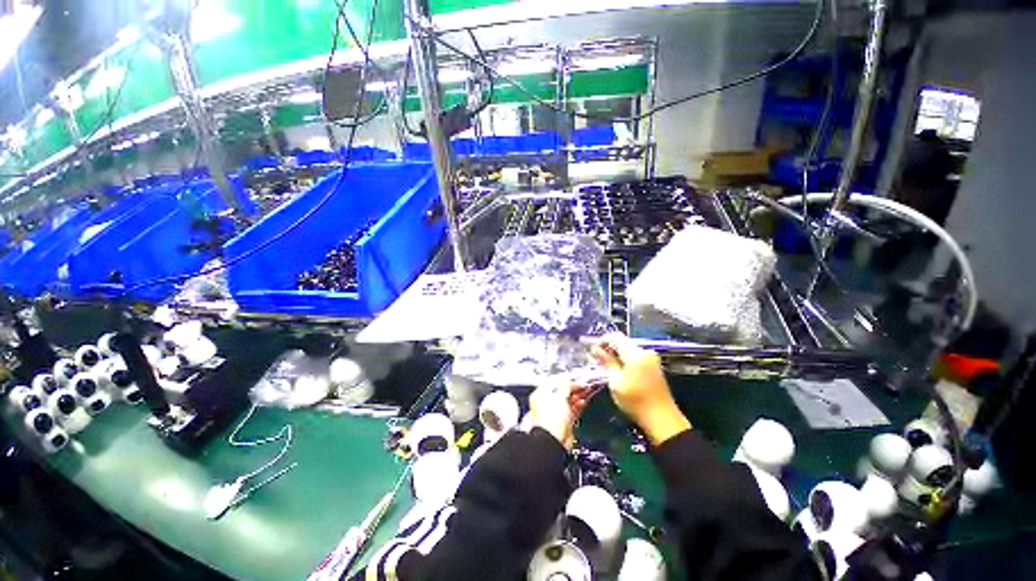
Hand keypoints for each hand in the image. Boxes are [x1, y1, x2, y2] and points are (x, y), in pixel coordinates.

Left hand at [530, 381, 590, 449]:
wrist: (553, 441)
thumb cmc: (549, 420)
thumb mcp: (560, 396)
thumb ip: (566, 386)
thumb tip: (571, 382)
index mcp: (541, 394)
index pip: (555, 382)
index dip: (567, 380)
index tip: (577, 379)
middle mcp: (548, 403)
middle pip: (563, 391)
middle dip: (574, 388)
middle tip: (584, 385)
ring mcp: (556, 413)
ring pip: (569, 400)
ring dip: (578, 396)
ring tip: (587, 391)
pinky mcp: (564, 422)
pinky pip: (573, 410)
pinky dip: (579, 405)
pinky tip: (584, 401)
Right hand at [591, 333, 690, 445]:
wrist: (662, 419)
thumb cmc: (636, 402)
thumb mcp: (615, 382)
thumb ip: (606, 362)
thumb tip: (595, 349)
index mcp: (635, 354)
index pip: (615, 337)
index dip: (602, 340)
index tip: (593, 350)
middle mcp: (645, 351)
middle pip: (622, 342)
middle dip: (609, 348)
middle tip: (598, 359)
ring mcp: (651, 357)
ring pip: (628, 348)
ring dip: (617, 354)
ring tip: (607, 366)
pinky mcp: (654, 365)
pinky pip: (636, 355)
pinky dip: (626, 359)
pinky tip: (620, 370)